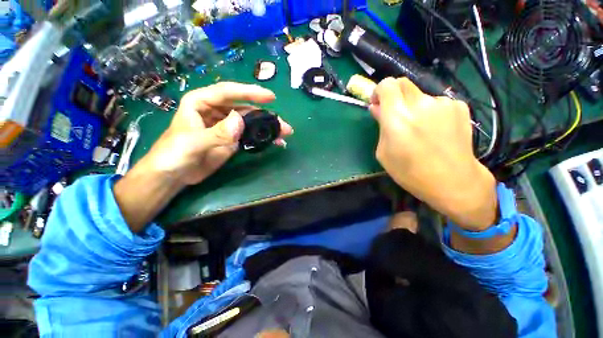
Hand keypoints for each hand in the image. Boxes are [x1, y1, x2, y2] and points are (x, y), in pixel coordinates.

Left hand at [143, 82, 292, 185]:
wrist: (174, 175)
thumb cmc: (174, 154)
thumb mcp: (192, 143)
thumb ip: (216, 132)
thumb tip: (240, 121)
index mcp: (202, 102)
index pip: (228, 92)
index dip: (250, 93)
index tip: (270, 97)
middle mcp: (217, 111)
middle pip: (245, 108)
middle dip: (265, 115)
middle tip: (283, 125)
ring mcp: (226, 126)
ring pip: (251, 122)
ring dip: (267, 127)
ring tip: (283, 134)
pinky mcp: (232, 139)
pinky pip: (250, 135)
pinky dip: (262, 138)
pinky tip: (274, 142)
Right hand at [370, 78, 496, 230]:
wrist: (453, 181)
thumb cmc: (410, 172)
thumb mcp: (384, 152)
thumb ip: (380, 126)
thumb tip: (377, 108)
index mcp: (397, 116)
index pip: (387, 85)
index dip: (379, 90)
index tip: (378, 103)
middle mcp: (420, 103)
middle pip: (403, 83)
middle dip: (394, 95)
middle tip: (395, 114)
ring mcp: (442, 103)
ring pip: (420, 95)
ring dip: (413, 106)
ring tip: (419, 129)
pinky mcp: (459, 106)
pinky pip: (437, 103)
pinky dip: (430, 112)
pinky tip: (435, 130)